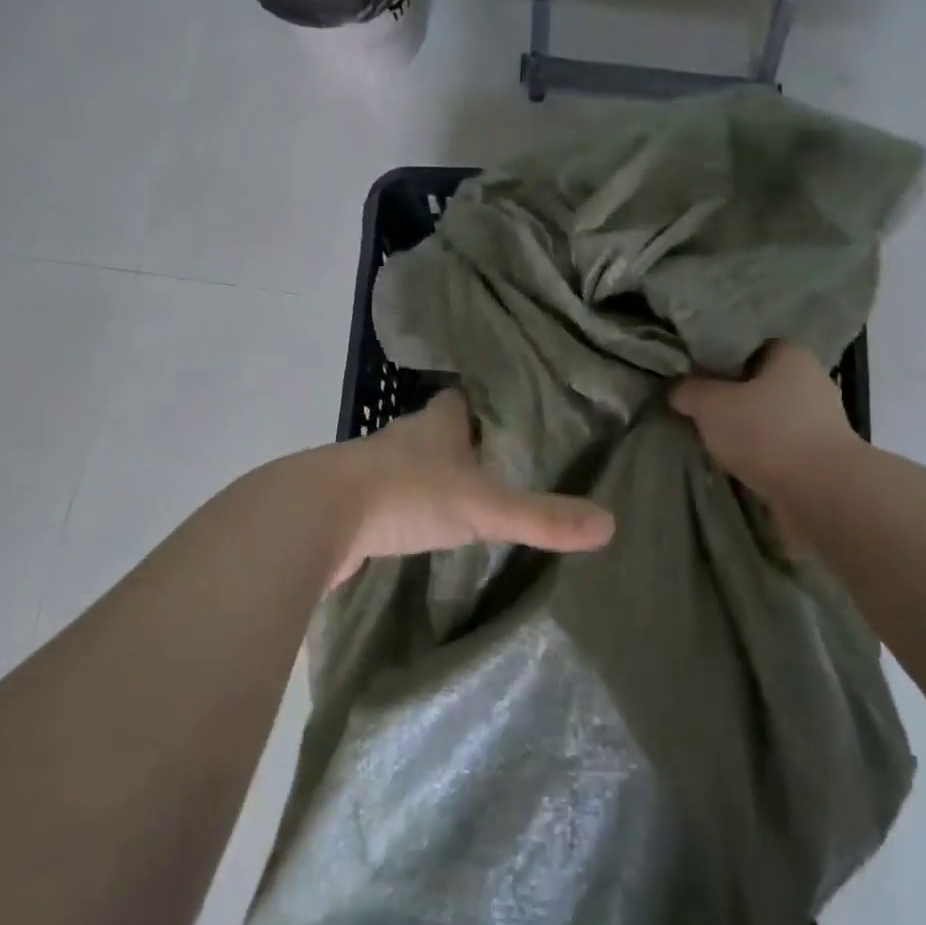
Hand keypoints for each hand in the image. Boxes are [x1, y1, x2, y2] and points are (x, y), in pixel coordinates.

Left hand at [331, 391, 614, 585]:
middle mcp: (404, 437)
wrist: (315, 518)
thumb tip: (609, 525)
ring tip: (467, 492)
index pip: (465, 398)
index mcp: (436, 423)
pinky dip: (407, 505)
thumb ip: (542, 518)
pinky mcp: (351, 501)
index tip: (513, 412)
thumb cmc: (406, 495)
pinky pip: (389, 497)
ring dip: (433, 474)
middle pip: (438, 429)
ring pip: (411, 462)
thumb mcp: (483, 508)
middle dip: (464, 440)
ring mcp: (372, 468)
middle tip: (501, 458)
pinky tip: (421, 524)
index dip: (488, 403)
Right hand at [670, 341, 858, 518]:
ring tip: (707, 440)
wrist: (821, 494)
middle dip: (727, 396)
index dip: (716, 357)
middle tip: (692, 408)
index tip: (689, 374)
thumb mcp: (712, 405)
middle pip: (756, 383)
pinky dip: (756, 454)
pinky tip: (731, 464)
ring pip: (765, 417)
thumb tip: (678, 389)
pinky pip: (775, 447)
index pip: (746, 345)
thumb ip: (690, 391)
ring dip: (741, 429)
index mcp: (790, 354)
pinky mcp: (817, 456)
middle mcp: (809, 381)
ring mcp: (817, 421)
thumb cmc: (766, 433)